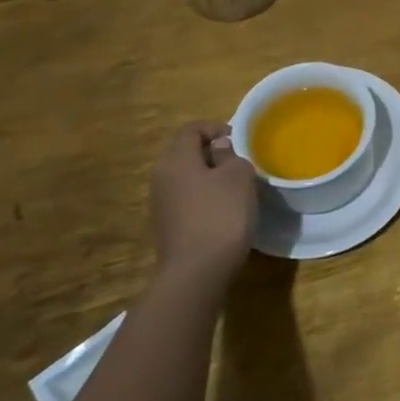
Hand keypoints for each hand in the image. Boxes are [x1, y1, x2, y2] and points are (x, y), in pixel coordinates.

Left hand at [148, 120, 256, 281]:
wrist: (196, 273)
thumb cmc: (220, 215)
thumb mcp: (238, 176)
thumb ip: (230, 155)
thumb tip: (218, 149)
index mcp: (176, 159)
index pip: (192, 129)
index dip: (215, 127)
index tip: (238, 140)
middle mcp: (161, 177)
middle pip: (186, 152)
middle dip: (212, 152)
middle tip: (239, 163)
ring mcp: (161, 203)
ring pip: (186, 177)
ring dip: (209, 176)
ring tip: (234, 187)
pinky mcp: (167, 225)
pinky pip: (186, 199)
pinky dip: (203, 197)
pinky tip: (223, 211)